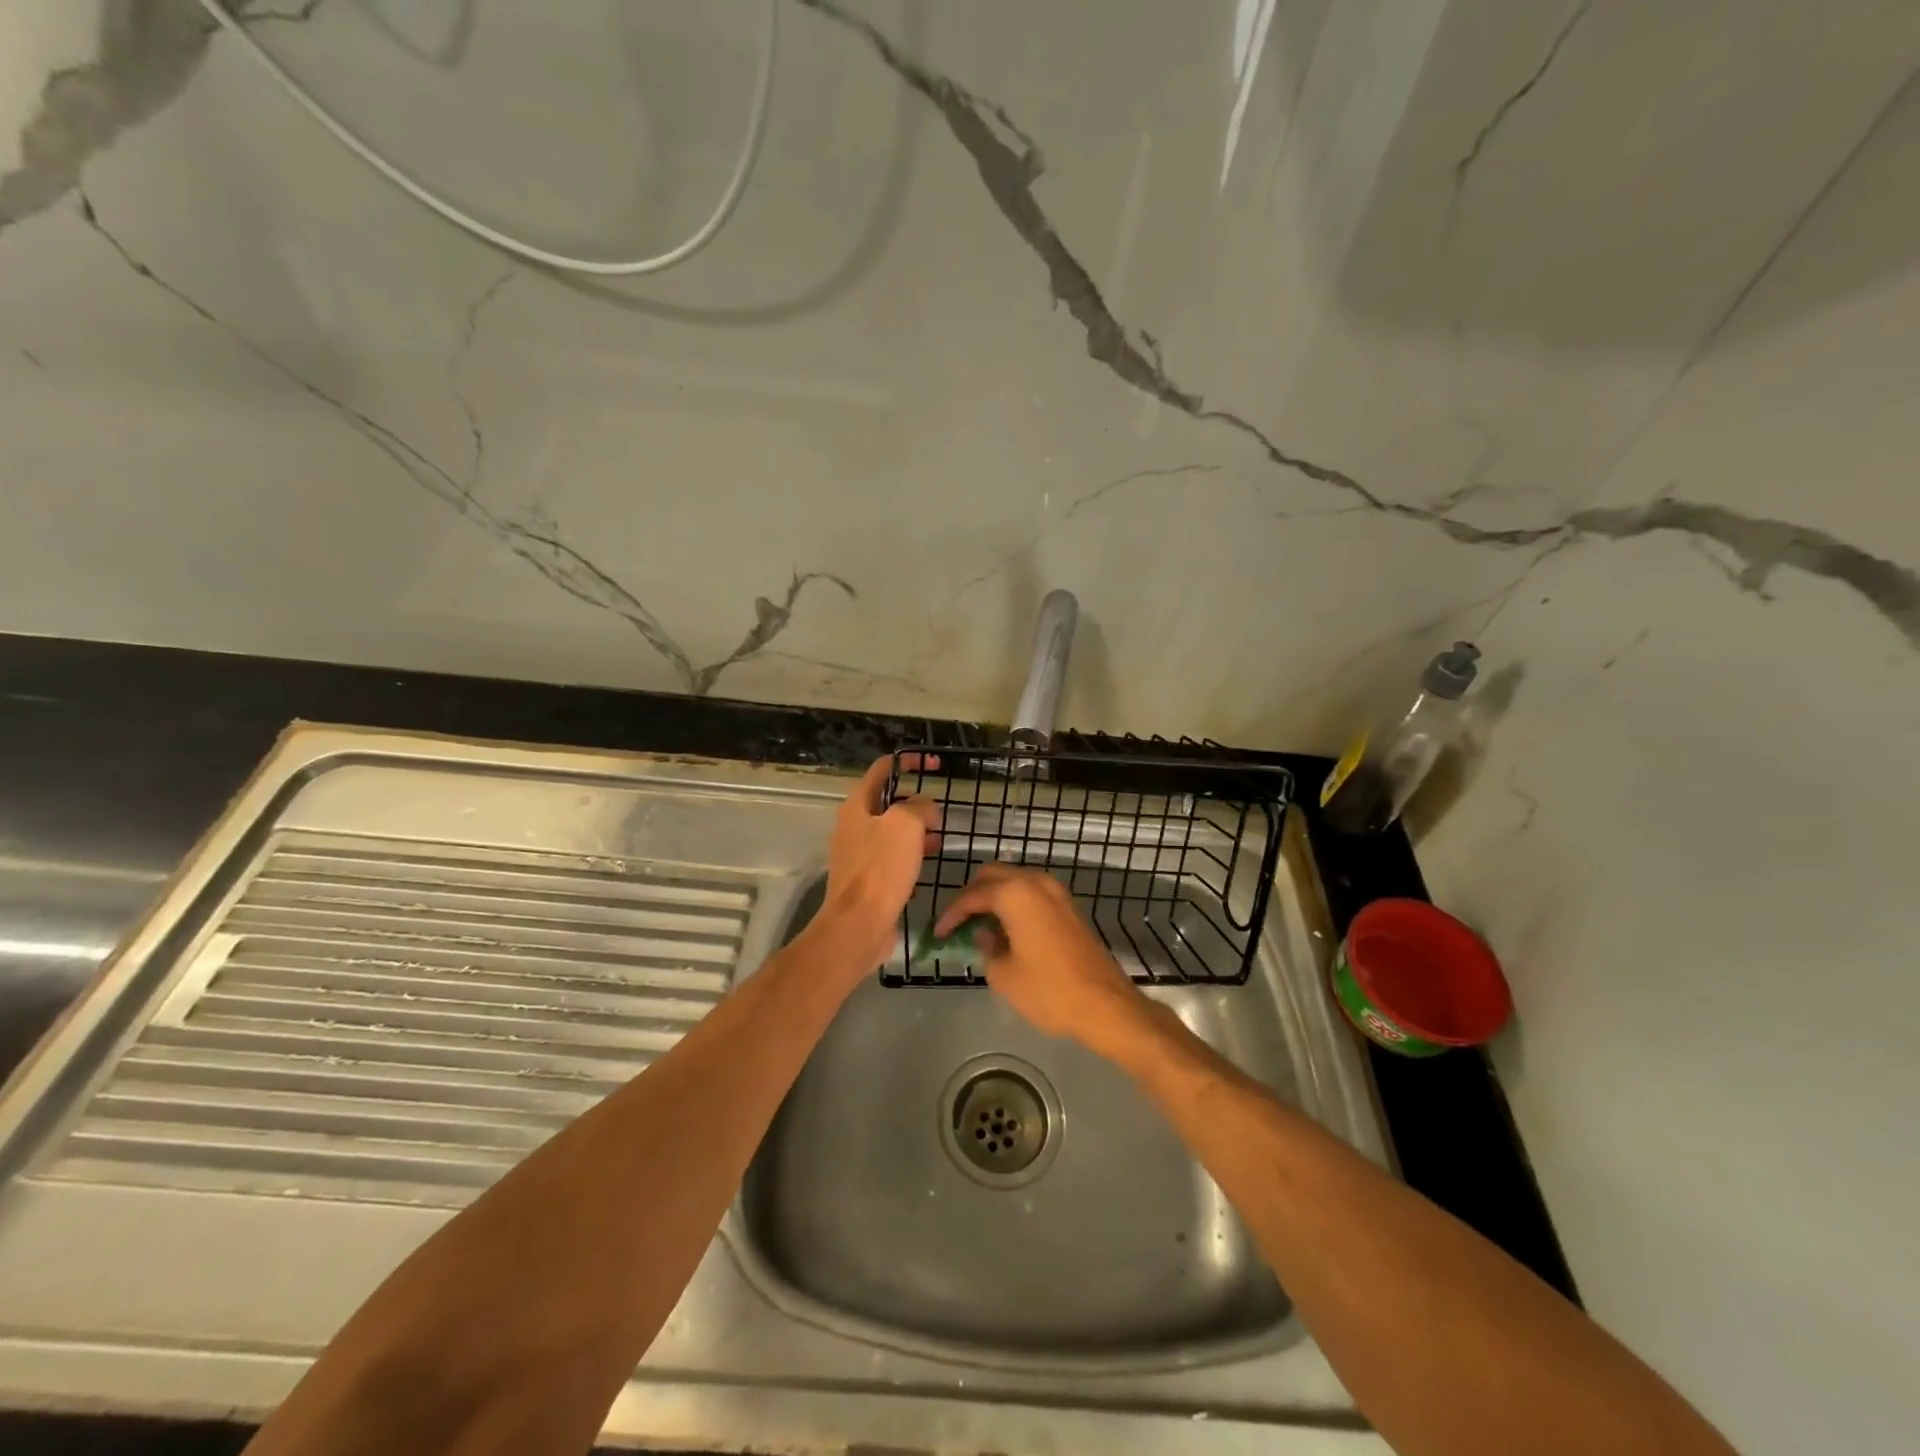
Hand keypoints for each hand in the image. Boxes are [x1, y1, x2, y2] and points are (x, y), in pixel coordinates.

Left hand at [821, 755, 940, 972]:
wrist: (859, 924)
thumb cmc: (881, 869)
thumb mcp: (906, 824)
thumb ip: (919, 806)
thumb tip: (925, 808)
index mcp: (858, 805)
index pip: (882, 769)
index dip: (908, 762)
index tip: (934, 765)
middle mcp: (854, 825)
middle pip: (888, 800)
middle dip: (916, 801)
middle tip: (940, 811)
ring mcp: (859, 852)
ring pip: (892, 830)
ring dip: (917, 828)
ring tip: (941, 836)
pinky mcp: (869, 877)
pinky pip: (892, 855)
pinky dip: (912, 852)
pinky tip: (929, 862)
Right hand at [934, 864, 1148, 1052]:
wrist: (1105, 1004)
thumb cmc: (1048, 990)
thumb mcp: (1003, 975)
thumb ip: (986, 948)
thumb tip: (985, 935)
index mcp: (1015, 893)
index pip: (972, 895)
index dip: (951, 914)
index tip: (937, 934)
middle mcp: (1035, 882)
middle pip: (993, 876)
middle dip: (972, 896)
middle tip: (958, 923)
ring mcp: (1056, 892)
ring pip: (1015, 881)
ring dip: (995, 897)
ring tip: (979, 927)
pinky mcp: (1069, 907)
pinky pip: (1032, 893)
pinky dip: (1015, 904)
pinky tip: (1007, 930)